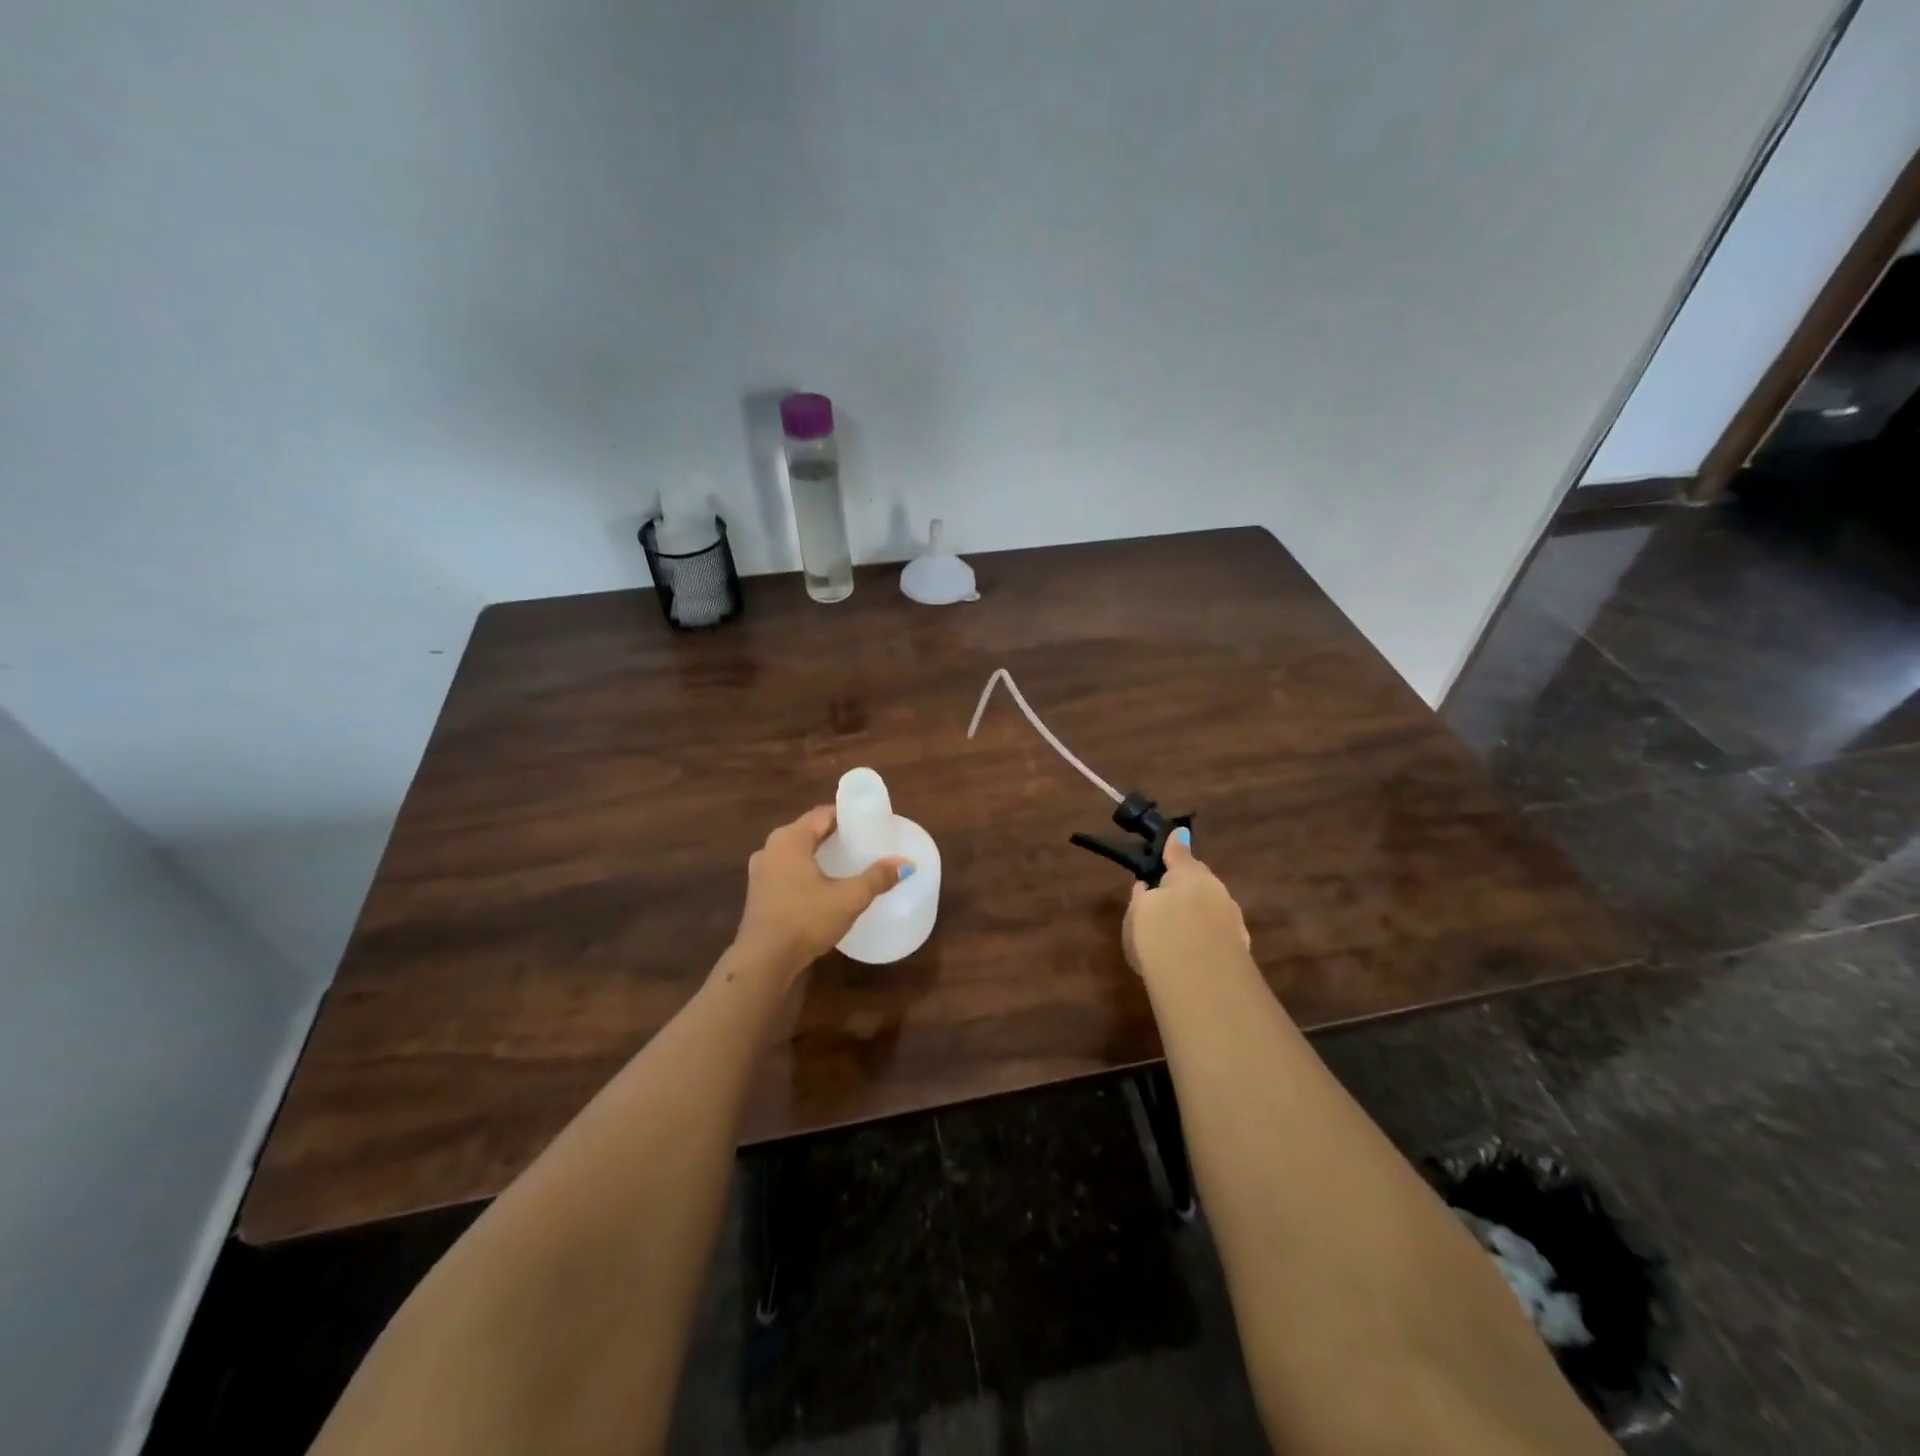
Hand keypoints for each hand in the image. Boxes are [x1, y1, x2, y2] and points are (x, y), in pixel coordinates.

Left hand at [732, 806, 912, 977]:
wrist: (763, 961)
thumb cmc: (806, 919)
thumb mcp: (849, 898)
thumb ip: (877, 878)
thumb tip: (906, 864)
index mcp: (790, 839)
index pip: (822, 814)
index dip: (847, 816)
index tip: (869, 824)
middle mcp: (771, 847)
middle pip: (808, 831)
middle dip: (835, 835)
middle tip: (863, 843)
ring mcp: (760, 871)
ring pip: (796, 852)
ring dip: (818, 854)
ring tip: (846, 863)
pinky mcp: (758, 892)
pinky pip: (786, 870)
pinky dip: (805, 870)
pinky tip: (822, 886)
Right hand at [1122, 830, 1251, 981]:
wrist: (1202, 978)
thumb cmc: (1159, 933)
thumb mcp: (1138, 913)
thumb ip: (1142, 897)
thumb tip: (1146, 884)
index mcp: (1190, 873)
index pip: (1180, 854)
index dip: (1175, 849)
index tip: (1175, 839)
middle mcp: (1217, 890)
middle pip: (1201, 883)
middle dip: (1188, 888)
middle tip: (1168, 899)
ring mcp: (1234, 919)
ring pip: (1214, 909)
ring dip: (1200, 915)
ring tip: (1180, 931)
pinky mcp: (1242, 949)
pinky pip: (1219, 935)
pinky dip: (1209, 938)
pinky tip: (1196, 952)